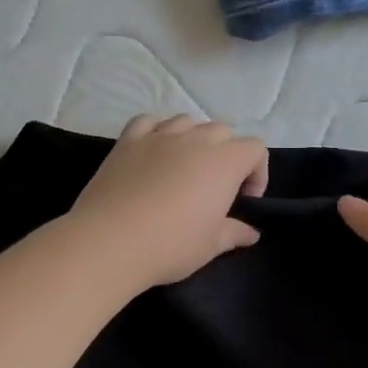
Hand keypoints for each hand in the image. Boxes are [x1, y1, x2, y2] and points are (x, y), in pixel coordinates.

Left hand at [65, 115, 269, 291]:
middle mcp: (195, 139)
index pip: (255, 149)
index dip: (257, 172)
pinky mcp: (128, 140)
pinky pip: (149, 122)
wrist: (110, 241)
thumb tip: (251, 233)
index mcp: (224, 162)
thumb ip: (234, 233)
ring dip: (194, 138)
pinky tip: (154, 151)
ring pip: (187, 121)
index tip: (245, 199)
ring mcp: (159, 136)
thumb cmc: (170, 245)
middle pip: (223, 131)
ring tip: (185, 167)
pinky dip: (157, 131)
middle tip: (216, 186)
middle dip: (227, 154)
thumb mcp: (210, 245)